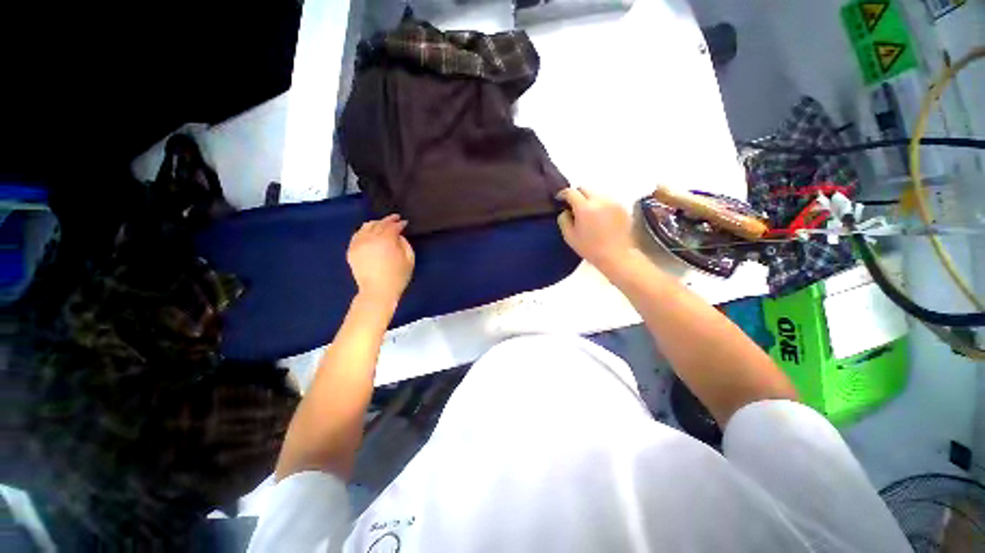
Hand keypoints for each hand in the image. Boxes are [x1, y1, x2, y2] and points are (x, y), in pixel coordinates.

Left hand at [347, 214, 414, 306]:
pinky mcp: (351, 250)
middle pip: (379, 223)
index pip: (393, 226)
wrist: (378, 291)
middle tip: (395, 218)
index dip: (400, 223)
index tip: (404, 222)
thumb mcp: (409, 260)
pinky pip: (357, 235)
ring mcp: (358, 243)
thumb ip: (405, 244)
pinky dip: (364, 231)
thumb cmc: (397, 277)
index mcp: (386, 240)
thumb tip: (399, 236)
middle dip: (388, 220)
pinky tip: (369, 232)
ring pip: (366, 226)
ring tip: (382, 224)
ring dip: (376, 223)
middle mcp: (370, 238)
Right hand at [556, 188, 635, 273]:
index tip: (560, 199)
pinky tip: (601, 219)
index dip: (563, 194)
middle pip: (585, 189)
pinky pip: (607, 201)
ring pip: (597, 194)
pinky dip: (601, 206)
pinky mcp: (622, 207)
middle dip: (577, 195)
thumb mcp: (569, 237)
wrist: (616, 255)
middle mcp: (599, 200)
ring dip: (590, 200)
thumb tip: (565, 210)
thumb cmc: (590, 248)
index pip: (571, 192)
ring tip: (589, 214)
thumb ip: (564, 220)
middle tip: (574, 207)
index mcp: (584, 208)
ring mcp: (613, 202)